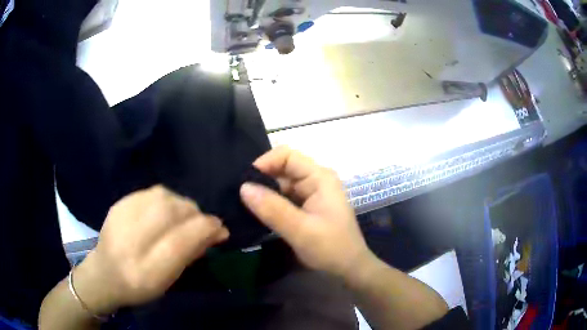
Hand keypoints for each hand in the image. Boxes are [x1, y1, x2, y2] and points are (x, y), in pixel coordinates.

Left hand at [73, 185, 228, 314]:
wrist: (104, 273)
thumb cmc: (140, 286)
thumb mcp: (168, 281)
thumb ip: (190, 255)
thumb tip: (216, 232)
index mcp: (146, 270)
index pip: (182, 241)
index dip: (206, 230)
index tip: (221, 230)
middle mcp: (132, 240)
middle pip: (173, 212)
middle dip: (196, 215)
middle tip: (201, 224)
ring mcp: (122, 217)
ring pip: (164, 196)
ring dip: (182, 205)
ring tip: (183, 217)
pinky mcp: (119, 203)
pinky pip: (152, 192)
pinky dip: (167, 199)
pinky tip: (165, 211)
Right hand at [240, 146, 370, 278]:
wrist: (349, 269)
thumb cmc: (331, 248)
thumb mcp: (301, 230)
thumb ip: (272, 209)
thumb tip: (243, 187)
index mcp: (319, 178)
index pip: (287, 156)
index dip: (265, 163)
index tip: (245, 182)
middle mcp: (315, 181)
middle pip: (282, 169)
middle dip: (261, 180)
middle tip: (238, 196)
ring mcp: (311, 194)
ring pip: (281, 185)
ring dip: (264, 194)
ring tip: (242, 205)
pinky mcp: (306, 208)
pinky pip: (284, 199)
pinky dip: (270, 204)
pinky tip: (256, 213)